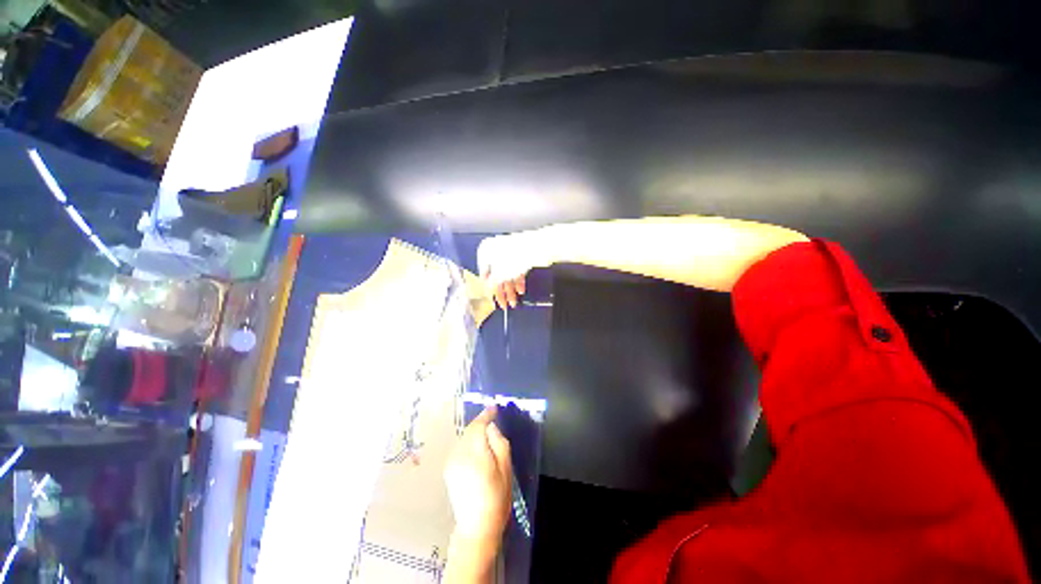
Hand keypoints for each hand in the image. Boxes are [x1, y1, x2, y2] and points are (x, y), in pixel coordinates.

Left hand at [444, 407, 512, 543]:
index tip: (494, 409)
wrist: (477, 526)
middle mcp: (459, 454)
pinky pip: (460, 447)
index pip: (478, 426)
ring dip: (474, 433)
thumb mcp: (506, 469)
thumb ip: (499, 443)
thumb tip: (491, 427)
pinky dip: (468, 443)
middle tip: (493, 422)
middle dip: (480, 424)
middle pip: (469, 430)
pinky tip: (476, 451)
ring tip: (486, 436)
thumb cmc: (497, 497)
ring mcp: (451, 462)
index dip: (486, 415)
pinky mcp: (448, 469)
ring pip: (464, 438)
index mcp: (475, 454)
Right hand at [477, 230, 554, 309]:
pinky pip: (517, 271)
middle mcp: (496, 250)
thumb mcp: (498, 276)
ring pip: (508, 275)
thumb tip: (488, 290)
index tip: (493, 299)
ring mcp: (509, 252)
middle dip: (502, 292)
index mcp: (486, 251)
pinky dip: (518, 282)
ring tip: (514, 302)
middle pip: (497, 276)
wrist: (536, 247)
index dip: (489, 289)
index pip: (484, 274)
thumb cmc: (514, 257)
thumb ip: (492, 285)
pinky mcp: (521, 255)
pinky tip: (520, 291)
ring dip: (510, 290)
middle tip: (504, 304)